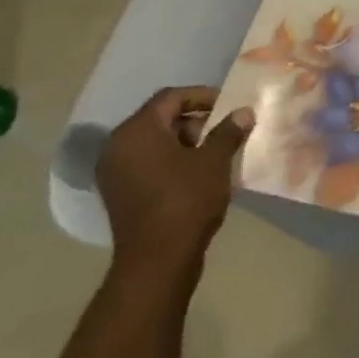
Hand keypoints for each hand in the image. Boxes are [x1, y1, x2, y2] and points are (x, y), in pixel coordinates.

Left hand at [98, 87, 254, 278]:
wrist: (157, 261)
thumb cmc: (186, 200)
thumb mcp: (214, 161)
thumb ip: (228, 131)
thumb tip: (243, 112)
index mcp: (137, 131)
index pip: (171, 97)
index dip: (203, 96)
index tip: (229, 106)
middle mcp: (118, 147)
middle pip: (160, 119)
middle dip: (195, 122)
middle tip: (224, 132)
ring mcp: (115, 173)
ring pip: (154, 144)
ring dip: (185, 144)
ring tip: (216, 155)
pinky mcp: (119, 195)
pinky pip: (148, 165)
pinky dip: (172, 163)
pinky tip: (198, 176)